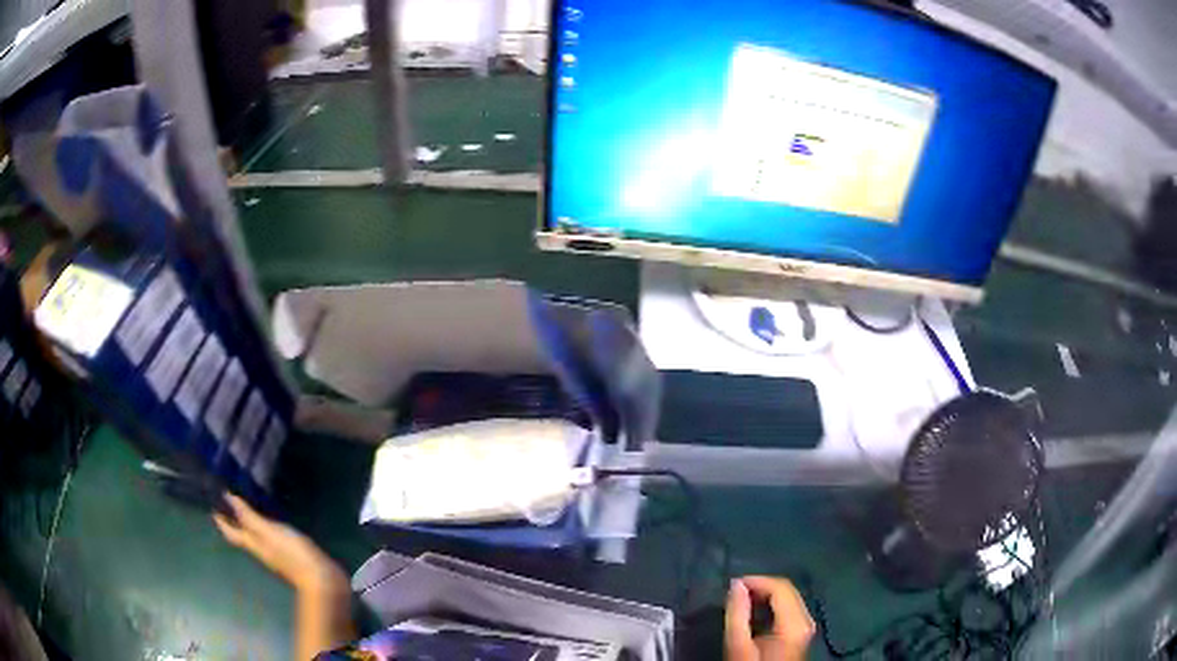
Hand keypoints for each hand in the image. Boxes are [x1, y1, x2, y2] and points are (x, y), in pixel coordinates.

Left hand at [213, 494, 348, 597]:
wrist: (322, 579)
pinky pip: (271, 539)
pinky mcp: (291, 555)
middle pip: (242, 537)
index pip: (232, 533)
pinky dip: (266, 529)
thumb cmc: (292, 554)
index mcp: (254, 545)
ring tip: (248, 509)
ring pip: (256, 538)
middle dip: (233, 523)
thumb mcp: (268, 532)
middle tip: (227, 506)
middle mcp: (262, 550)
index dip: (221, 522)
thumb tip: (227, 498)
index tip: (213, 508)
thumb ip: (249, 516)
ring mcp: (277, 554)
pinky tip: (273, 522)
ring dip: (248, 525)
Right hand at [725, 576, 814, 660]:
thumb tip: (736, 585)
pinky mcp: (802, 631)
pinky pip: (790, 607)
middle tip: (735, 592)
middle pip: (787, 590)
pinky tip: (755, 611)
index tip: (733, 585)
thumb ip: (737, 614)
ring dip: (766, 595)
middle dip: (761, 586)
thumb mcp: (739, 646)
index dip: (757, 581)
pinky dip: (772, 604)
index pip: (780, 587)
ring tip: (742, 601)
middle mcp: (806, 620)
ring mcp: (806, 625)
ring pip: (789, 597)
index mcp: (795, 623)